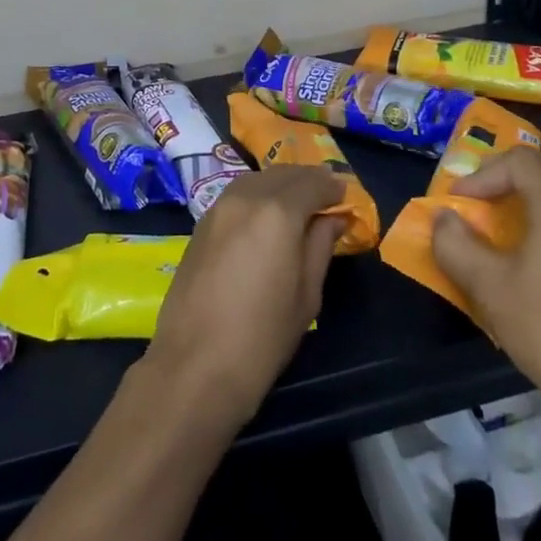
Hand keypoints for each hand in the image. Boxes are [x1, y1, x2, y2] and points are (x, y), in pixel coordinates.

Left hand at [146, 167, 345, 428]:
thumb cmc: (262, 337)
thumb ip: (320, 246)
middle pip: (282, 175)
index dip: (332, 187)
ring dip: (280, 183)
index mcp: (278, 212)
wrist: (195, 365)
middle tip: (326, 194)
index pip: (312, 183)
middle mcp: (246, 198)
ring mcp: (218, 208)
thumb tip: (332, 218)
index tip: (345, 195)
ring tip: (298, 202)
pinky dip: (257, 194)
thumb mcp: (307, 295)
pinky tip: (266, 213)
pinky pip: (236, 194)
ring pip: (256, 179)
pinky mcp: (200, 224)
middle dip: (307, 180)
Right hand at [431, 148, 540, 415]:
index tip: (461, 201)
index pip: (522, 161)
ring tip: (508, 223)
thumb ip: (455, 244)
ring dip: (537, 193)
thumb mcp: (487, 287)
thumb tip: (444, 218)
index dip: (484, 173)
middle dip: (513, 172)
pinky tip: (540, 255)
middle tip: (485, 198)